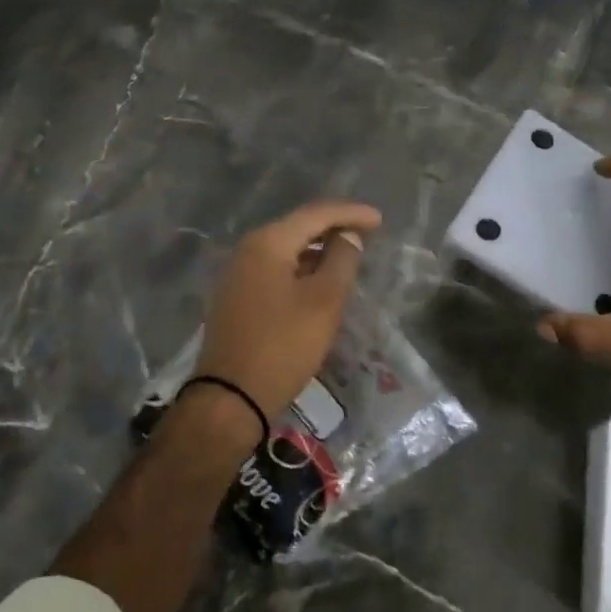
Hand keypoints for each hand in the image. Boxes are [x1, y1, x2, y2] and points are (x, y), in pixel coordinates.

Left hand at [195, 199, 382, 419]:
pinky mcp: (237, 296)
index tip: (380, 220)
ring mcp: (238, 273)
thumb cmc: (283, 345)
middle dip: (334, 226)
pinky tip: (319, 279)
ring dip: (318, 248)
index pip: (316, 214)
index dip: (351, 213)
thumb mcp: (324, 301)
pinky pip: (276, 268)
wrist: (230, 397)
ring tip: (348, 254)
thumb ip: (341, 260)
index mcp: (268, 242)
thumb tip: (348, 235)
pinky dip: (302, 266)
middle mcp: (248, 249)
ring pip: (287, 248)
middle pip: (298, 226)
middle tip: (368, 233)